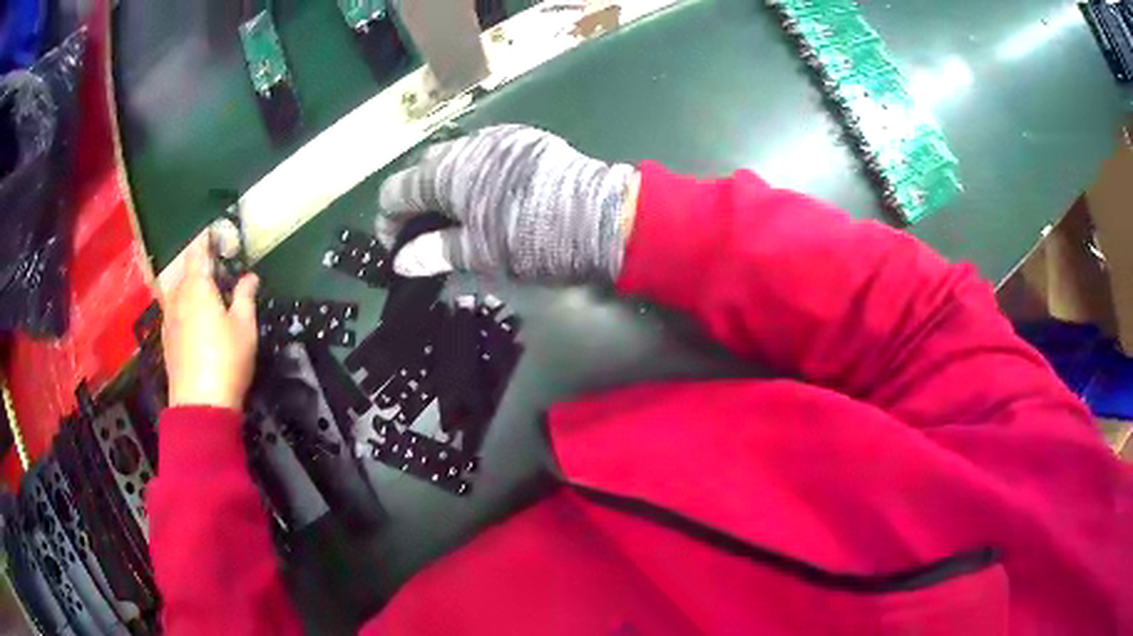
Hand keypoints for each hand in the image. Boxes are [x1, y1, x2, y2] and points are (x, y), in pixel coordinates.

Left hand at [160, 235, 259, 411]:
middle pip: (183, 270)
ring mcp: (168, 319)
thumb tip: (250, 276)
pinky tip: (190, 319)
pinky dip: (181, 306)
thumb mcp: (244, 328)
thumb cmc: (226, 360)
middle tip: (212, 266)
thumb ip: (245, 297)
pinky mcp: (165, 339)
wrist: (200, 405)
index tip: (213, 231)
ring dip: (186, 286)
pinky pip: (172, 310)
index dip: (205, 239)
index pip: (197, 252)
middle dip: (195, 264)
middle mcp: (177, 296)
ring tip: (201, 292)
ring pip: (175, 291)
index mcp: (197, 286)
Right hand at [377, 124, 639, 282]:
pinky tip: (489, 196)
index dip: (388, 220)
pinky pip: (483, 153)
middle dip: (416, 200)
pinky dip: (473, 173)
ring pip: (454, 158)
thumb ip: (434, 252)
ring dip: (445, 184)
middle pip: (423, 169)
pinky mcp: (523, 139)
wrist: (599, 215)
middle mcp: (465, 146)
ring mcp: (496, 138)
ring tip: (459, 216)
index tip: (397, 246)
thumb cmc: (532, 238)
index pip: (396, 190)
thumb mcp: (479, 253)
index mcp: (446, 173)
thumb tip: (400, 261)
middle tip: (428, 233)